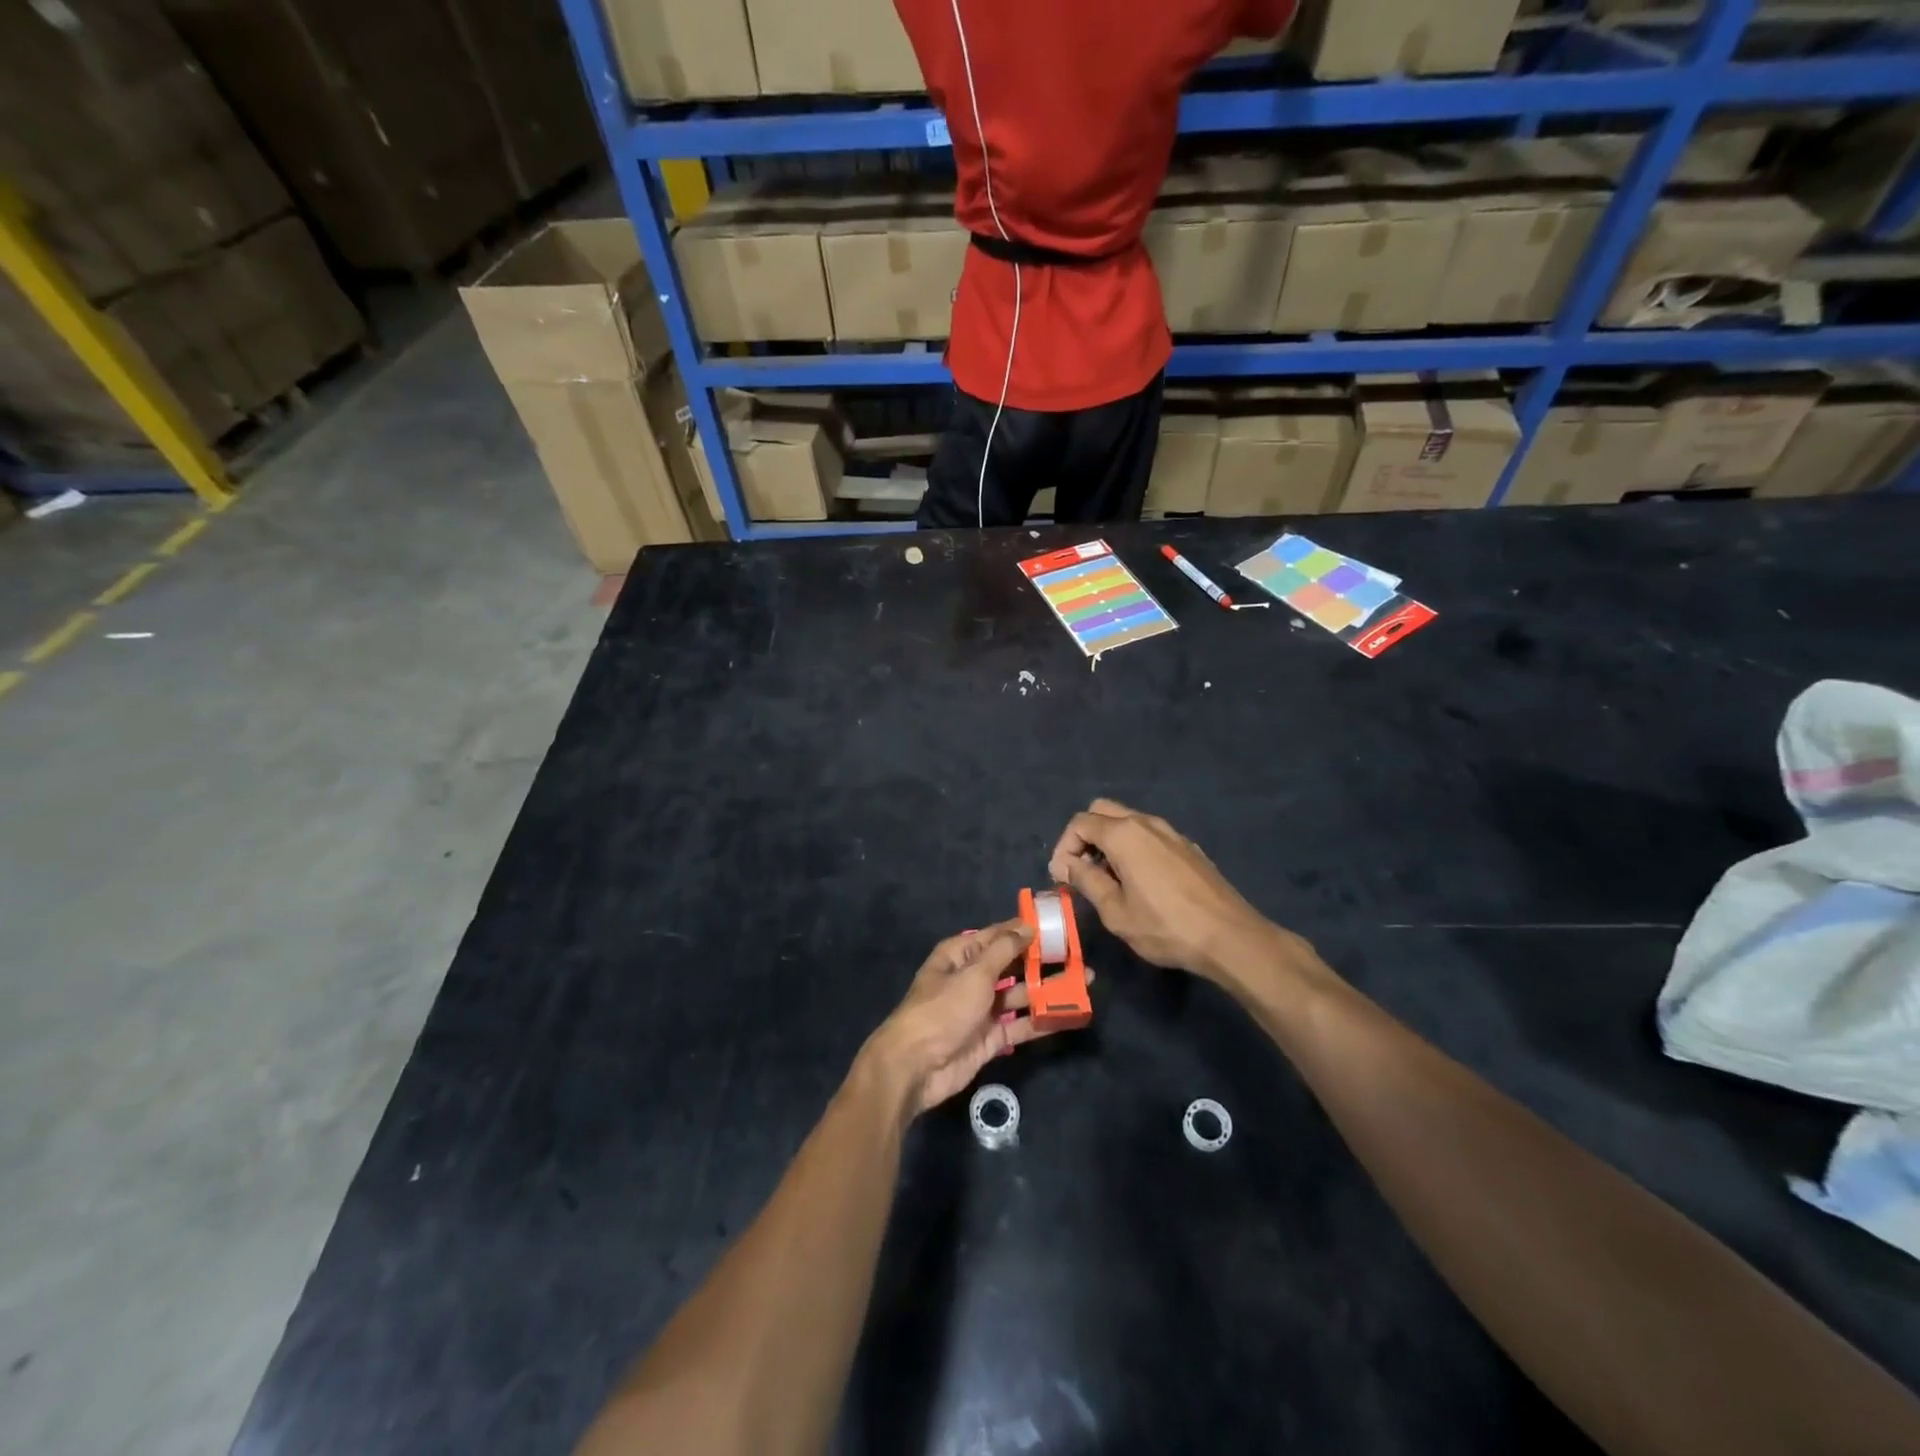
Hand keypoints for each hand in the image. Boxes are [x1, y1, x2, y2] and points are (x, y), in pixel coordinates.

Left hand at [860, 919, 1087, 1118]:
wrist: (916, 1066)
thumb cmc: (943, 1009)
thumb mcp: (974, 973)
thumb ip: (1004, 950)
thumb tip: (1027, 926)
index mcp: (960, 955)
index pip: (998, 935)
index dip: (1026, 929)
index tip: (1058, 924)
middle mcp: (972, 978)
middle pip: (1013, 965)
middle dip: (1042, 961)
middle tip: (1079, 955)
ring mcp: (982, 1009)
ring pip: (1020, 994)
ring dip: (1047, 989)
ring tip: (1084, 982)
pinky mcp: (991, 1038)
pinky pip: (1020, 1024)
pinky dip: (1041, 1019)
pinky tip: (1068, 1013)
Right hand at [1048, 799, 1281, 982]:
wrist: (1230, 936)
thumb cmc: (1166, 927)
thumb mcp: (1116, 912)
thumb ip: (1087, 881)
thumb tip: (1067, 864)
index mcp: (1124, 834)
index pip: (1080, 823)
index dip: (1064, 848)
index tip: (1063, 878)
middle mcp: (1146, 823)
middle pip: (1102, 811)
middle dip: (1084, 836)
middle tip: (1082, 871)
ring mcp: (1171, 832)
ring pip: (1128, 820)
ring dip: (1109, 841)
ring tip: (1108, 879)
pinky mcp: (1188, 847)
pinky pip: (1149, 835)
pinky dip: (1133, 847)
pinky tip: (1140, 882)